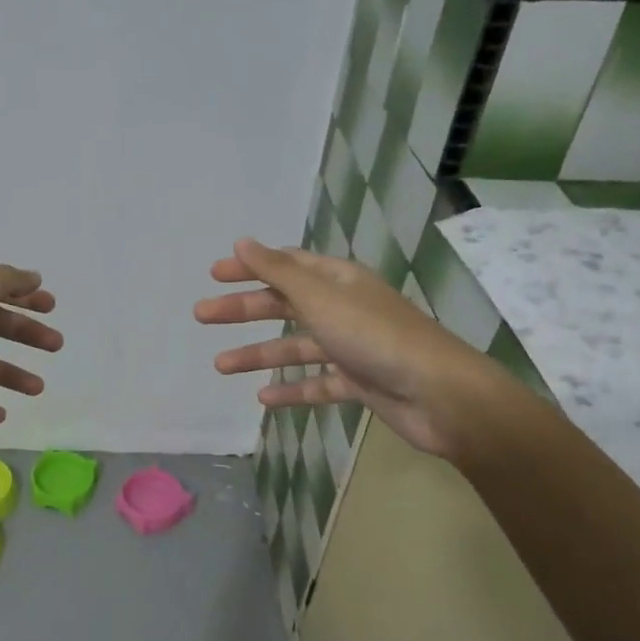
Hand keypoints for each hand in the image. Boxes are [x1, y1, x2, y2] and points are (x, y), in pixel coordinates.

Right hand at [194, 238, 511, 459]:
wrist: (437, 393)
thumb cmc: (374, 336)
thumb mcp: (319, 297)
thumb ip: (278, 271)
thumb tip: (242, 241)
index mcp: (338, 281)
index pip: (287, 265)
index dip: (251, 267)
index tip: (214, 275)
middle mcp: (344, 308)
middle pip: (285, 305)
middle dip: (243, 309)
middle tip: (202, 315)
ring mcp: (352, 347)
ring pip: (296, 348)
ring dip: (258, 354)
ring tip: (220, 365)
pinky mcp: (359, 382)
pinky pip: (316, 383)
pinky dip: (291, 389)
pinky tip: (263, 398)